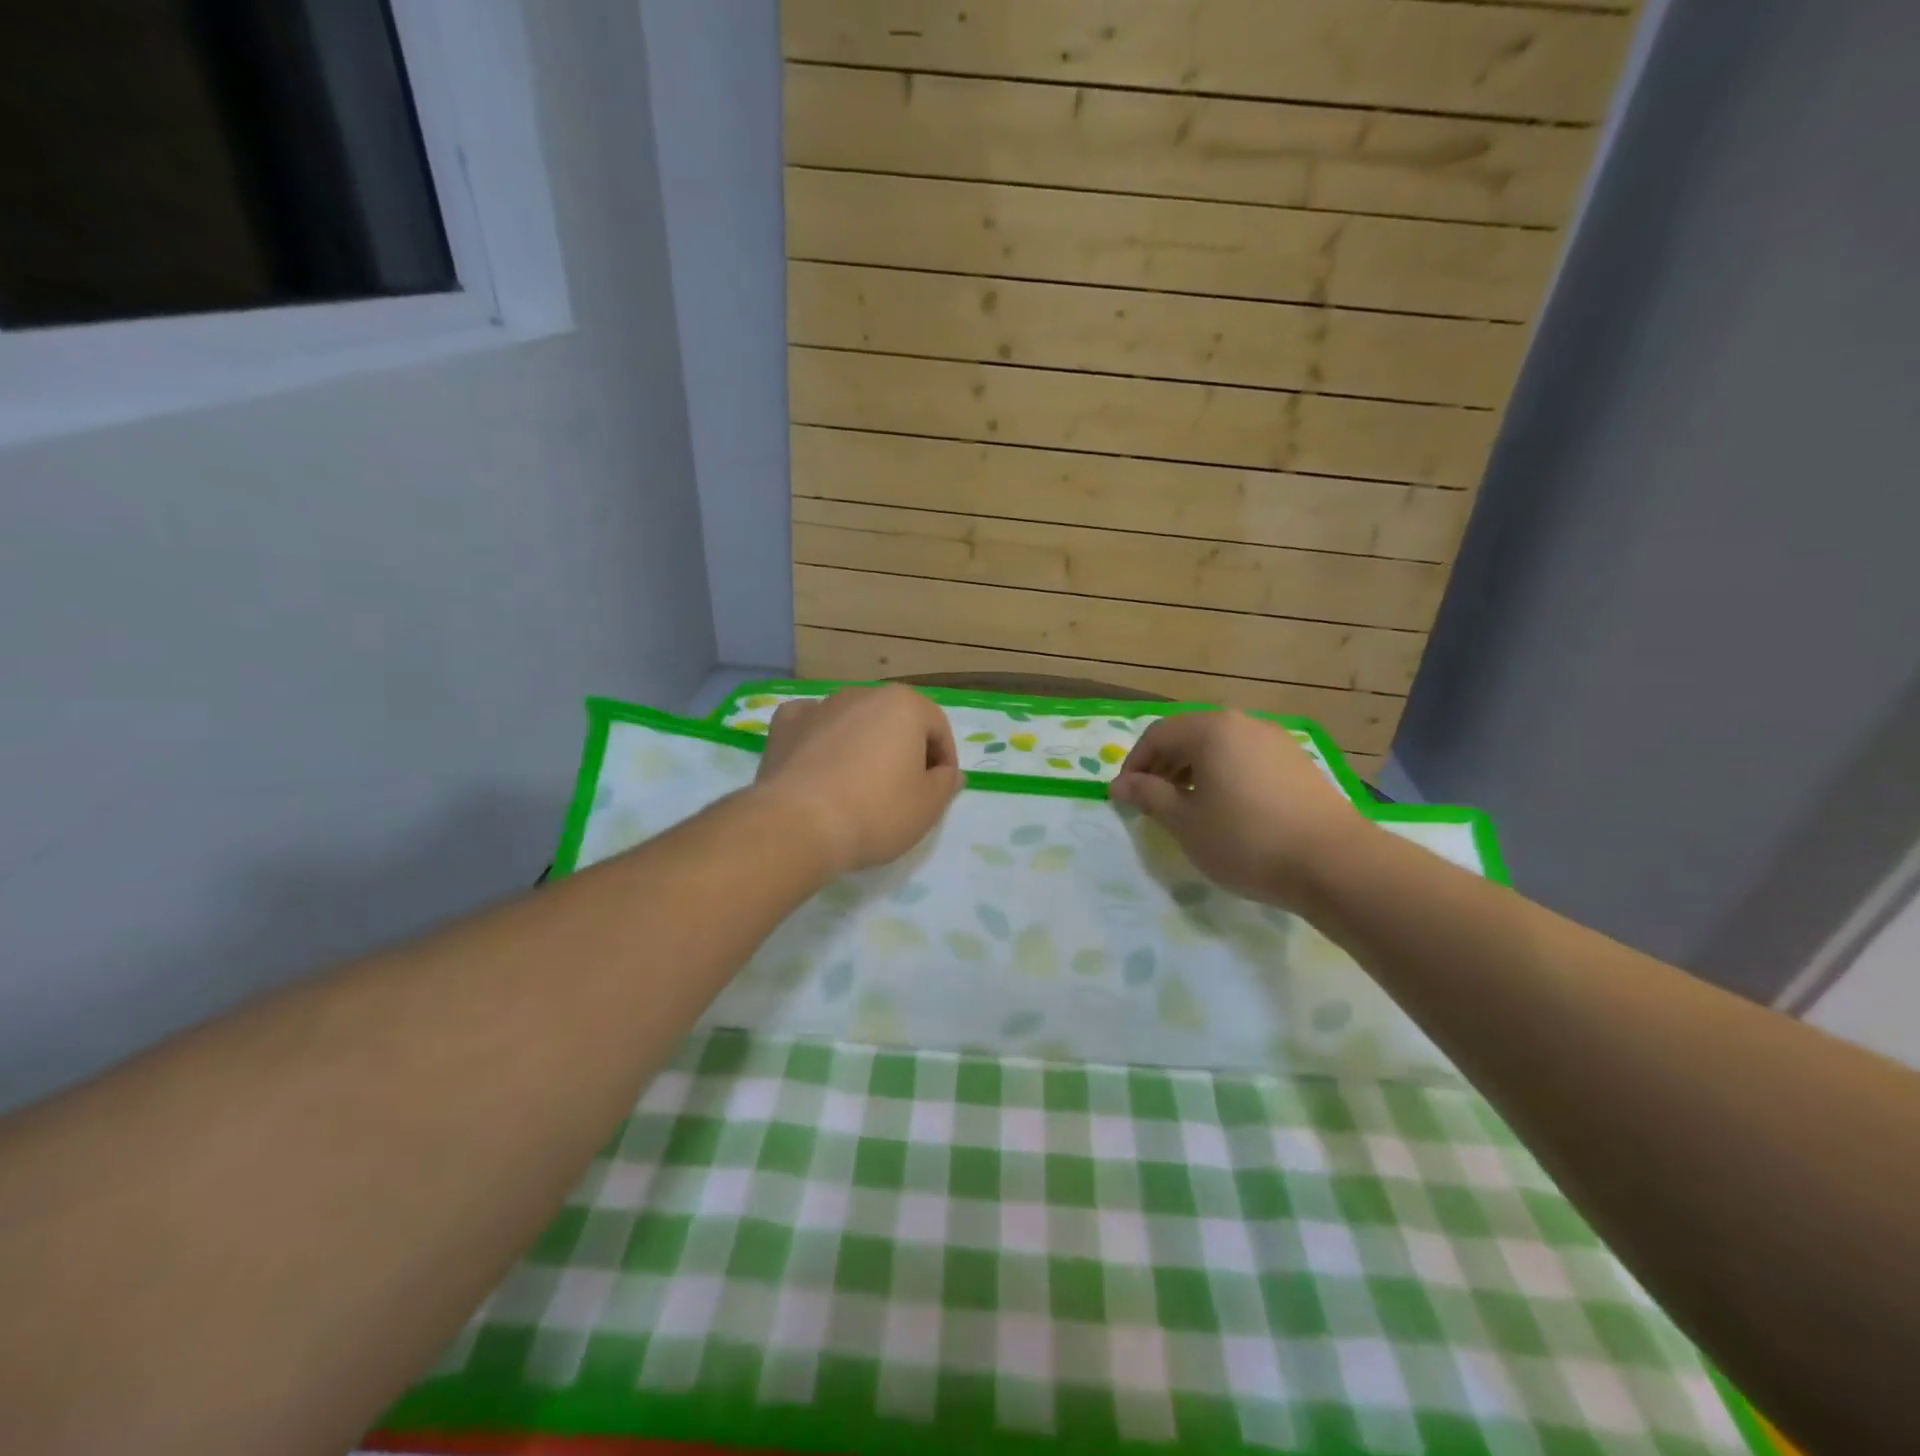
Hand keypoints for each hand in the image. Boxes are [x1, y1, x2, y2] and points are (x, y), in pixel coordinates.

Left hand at [752, 685, 961, 874]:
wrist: (798, 825)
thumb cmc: (876, 812)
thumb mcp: (928, 806)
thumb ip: (945, 783)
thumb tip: (947, 773)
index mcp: (903, 705)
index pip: (937, 727)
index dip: (944, 759)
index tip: (939, 789)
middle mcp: (862, 694)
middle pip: (895, 720)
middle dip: (903, 749)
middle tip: (903, 789)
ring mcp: (820, 706)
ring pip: (853, 722)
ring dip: (863, 745)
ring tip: (859, 785)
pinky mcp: (785, 726)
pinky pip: (812, 727)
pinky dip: (820, 740)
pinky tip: (819, 766)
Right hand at [1109, 711, 1367, 907]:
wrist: (1334, 863)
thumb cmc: (1246, 839)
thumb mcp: (1185, 822)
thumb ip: (1149, 796)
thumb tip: (1120, 784)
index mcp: (1212, 730)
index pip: (1157, 735)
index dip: (1134, 764)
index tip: (1126, 798)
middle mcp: (1244, 724)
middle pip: (1189, 736)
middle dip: (1164, 767)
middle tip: (1153, 803)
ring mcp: (1276, 741)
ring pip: (1220, 748)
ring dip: (1194, 772)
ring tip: (1189, 809)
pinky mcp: (1298, 763)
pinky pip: (1247, 760)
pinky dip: (1225, 777)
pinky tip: (1229, 811)